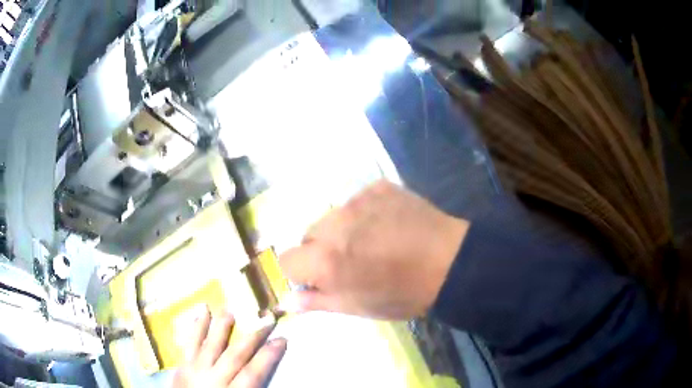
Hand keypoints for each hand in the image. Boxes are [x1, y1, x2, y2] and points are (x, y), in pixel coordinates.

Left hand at [172, 306, 286, 387]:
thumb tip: (264, 376)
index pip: (253, 373)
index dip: (268, 356)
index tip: (282, 340)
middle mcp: (213, 379)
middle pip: (234, 355)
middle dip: (252, 337)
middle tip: (267, 319)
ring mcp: (195, 370)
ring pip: (210, 344)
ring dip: (221, 326)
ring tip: (230, 310)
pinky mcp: (182, 365)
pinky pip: (190, 343)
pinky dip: (196, 328)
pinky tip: (200, 314)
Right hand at [280, 180, 468, 319]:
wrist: (450, 263)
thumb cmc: (402, 294)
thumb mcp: (357, 306)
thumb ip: (317, 302)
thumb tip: (287, 301)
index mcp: (325, 260)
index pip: (286, 260)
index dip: (301, 272)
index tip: (319, 279)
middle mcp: (334, 224)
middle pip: (308, 235)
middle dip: (320, 250)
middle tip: (351, 262)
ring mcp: (357, 200)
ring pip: (332, 217)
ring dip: (342, 230)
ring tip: (371, 241)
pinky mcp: (378, 187)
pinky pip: (357, 201)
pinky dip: (364, 214)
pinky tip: (387, 224)